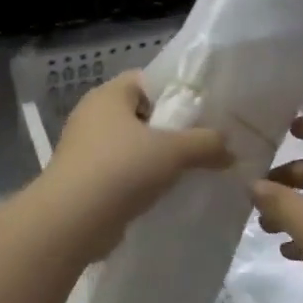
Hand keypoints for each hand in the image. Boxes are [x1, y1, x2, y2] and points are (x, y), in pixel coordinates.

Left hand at [35, 71, 230, 257]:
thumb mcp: (174, 151)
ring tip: (188, 172)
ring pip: (131, 146)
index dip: (175, 92)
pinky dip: (140, 181)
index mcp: (108, 96)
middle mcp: (92, 116)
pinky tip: (163, 194)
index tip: (201, 113)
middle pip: (141, 114)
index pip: (146, 81)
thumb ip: (207, 143)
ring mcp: (84, 150)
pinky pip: (121, 173)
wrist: (72, 222)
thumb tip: (229, 148)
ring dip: (155, 159)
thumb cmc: (121, 169)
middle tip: (201, 144)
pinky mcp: (83, 181)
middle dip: (170, 130)